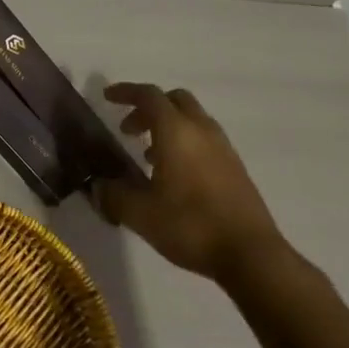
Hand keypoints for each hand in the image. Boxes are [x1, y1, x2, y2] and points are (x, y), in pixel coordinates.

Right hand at [96, 83, 286, 283]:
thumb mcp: (140, 213)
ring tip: (148, 155)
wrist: (251, 255)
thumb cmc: (190, 225)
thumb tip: (97, 186)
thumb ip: (113, 194)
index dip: (126, 92)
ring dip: (168, 127)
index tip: (107, 97)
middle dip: (149, 108)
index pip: (149, 96)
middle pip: (175, 101)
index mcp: (176, 131)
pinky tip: (175, 176)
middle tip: (129, 129)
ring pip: (193, 120)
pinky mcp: (236, 169)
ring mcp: (224, 149)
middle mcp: (202, 131)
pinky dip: (185, 143)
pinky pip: (205, 140)